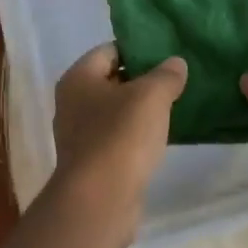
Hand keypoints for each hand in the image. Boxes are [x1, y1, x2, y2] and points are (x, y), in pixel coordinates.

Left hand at [49, 45, 186, 240]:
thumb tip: (176, 63)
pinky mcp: (92, 163)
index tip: (167, 53)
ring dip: (141, 109)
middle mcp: (72, 103)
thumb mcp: (151, 96)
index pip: (109, 50)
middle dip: (142, 79)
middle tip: (176, 78)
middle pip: (112, 80)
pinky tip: (161, 137)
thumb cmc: (120, 136)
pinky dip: (137, 135)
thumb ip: (166, 75)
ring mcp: (80, 136)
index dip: (138, 49)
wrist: (100, 199)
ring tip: (174, 105)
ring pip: (116, 111)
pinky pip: (118, 138)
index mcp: (78, 78)